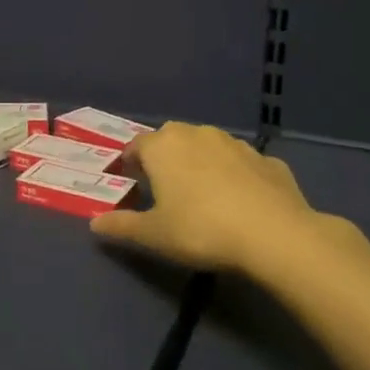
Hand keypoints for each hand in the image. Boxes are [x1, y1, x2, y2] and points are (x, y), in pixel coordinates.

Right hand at [90, 122, 350, 286]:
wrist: (275, 235)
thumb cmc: (201, 230)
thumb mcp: (154, 235)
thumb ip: (122, 226)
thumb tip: (94, 223)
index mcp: (163, 146)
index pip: (136, 146)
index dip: (129, 163)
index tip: (128, 181)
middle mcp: (197, 134)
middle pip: (171, 140)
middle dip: (164, 158)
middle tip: (162, 187)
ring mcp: (236, 144)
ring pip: (208, 148)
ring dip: (200, 163)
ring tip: (201, 193)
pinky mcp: (268, 160)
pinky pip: (242, 164)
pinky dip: (236, 176)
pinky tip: (240, 201)